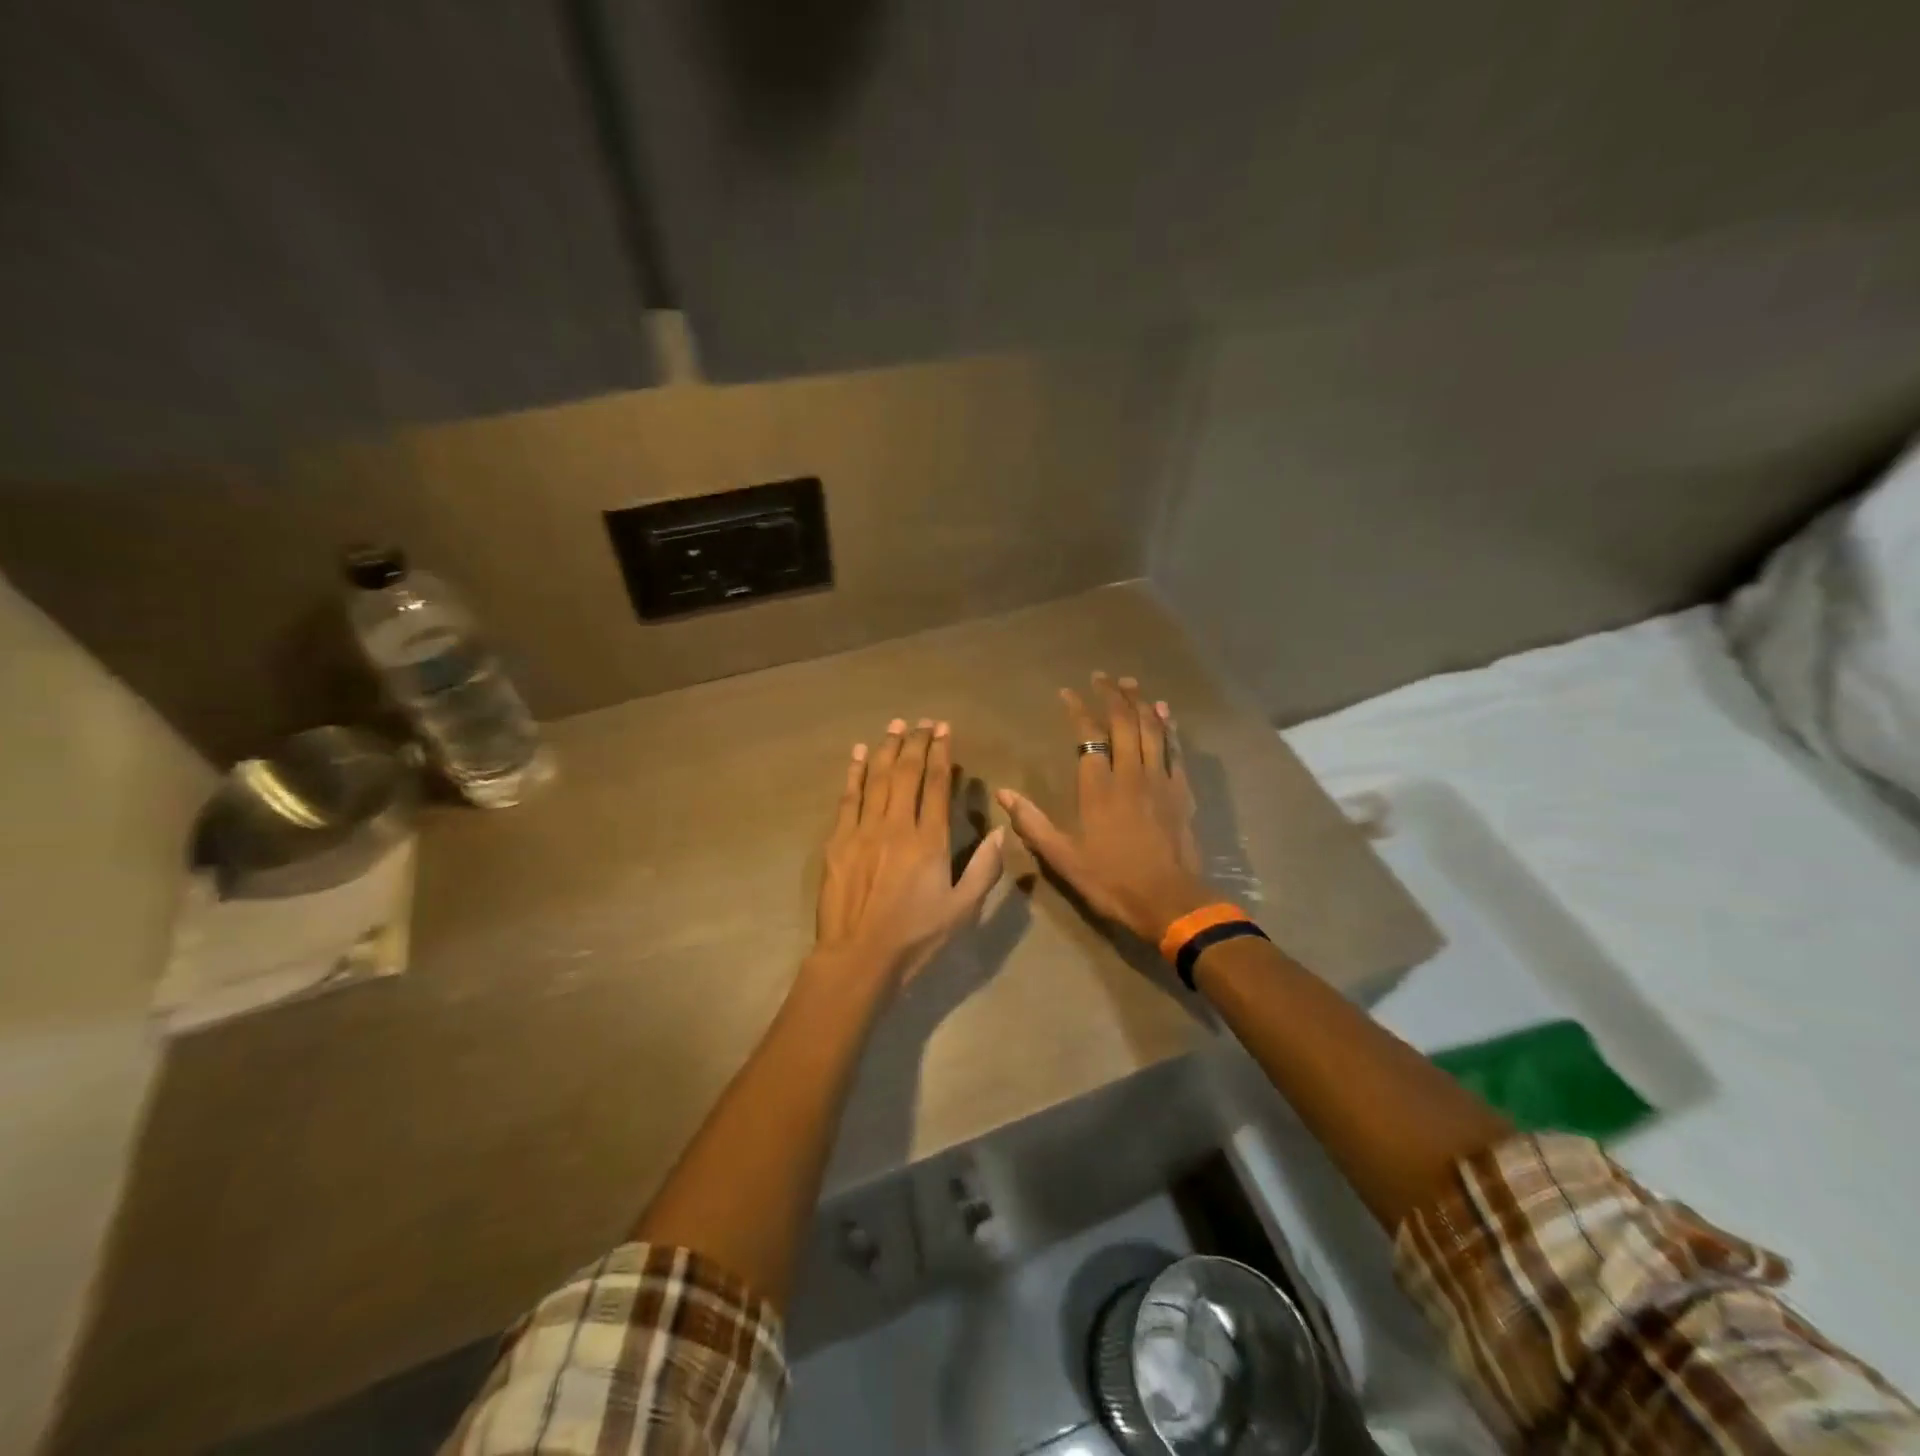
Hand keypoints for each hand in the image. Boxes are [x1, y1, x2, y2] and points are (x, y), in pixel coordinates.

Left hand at [813, 718, 1005, 994]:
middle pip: (906, 773)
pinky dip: (855, 773)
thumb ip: (984, 869)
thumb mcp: (962, 910)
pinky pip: (848, 798)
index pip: (936, 785)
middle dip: (916, 743)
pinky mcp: (838, 841)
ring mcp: (863, 831)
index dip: (941, 754)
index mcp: (929, 841)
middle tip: (922, 722)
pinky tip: (860, 754)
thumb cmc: (915, 937)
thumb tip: (1002, 832)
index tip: (944, 731)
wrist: (858, 957)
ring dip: (888, 749)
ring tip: (895, 726)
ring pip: (877, 779)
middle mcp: (896, 826)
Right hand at [996, 674, 1211, 942]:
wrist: (1169, 901)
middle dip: (1112, 695)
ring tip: (1130, 683)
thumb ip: (1032, 823)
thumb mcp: (1063, 858)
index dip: (1078, 709)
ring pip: (1151, 730)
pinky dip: (1168, 727)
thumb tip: (1003, 793)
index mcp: (1098, 788)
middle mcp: (1130, 774)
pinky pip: (1174, 750)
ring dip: (1140, 703)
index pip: (1088, 736)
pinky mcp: (1182, 792)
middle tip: (1102, 677)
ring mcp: (1160, 780)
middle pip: (1123, 723)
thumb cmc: (1111, 880)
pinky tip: (1164, 713)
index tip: (1067, 692)